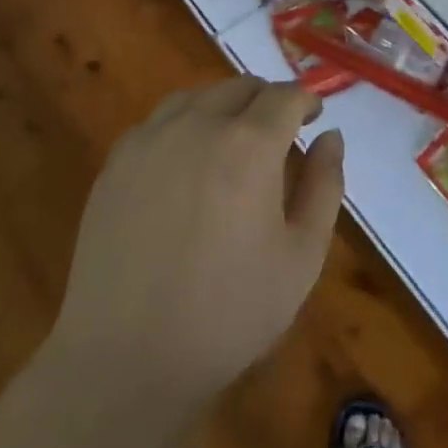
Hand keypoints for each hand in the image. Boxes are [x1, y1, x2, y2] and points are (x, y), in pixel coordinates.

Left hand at [47, 77, 344, 408]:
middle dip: (267, 101)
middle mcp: (198, 125)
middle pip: (240, 87)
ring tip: (232, 141)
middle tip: (279, 133)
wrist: (127, 359)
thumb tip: (330, 136)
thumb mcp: (302, 256)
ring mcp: (150, 140)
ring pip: (196, 97)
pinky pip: (158, 122)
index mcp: (249, 144)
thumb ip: (324, 185)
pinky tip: (186, 163)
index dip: (305, 101)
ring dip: (224, 106)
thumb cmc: (230, 312)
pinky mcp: (117, 163)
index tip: (313, 117)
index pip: (285, 96)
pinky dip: (183, 125)